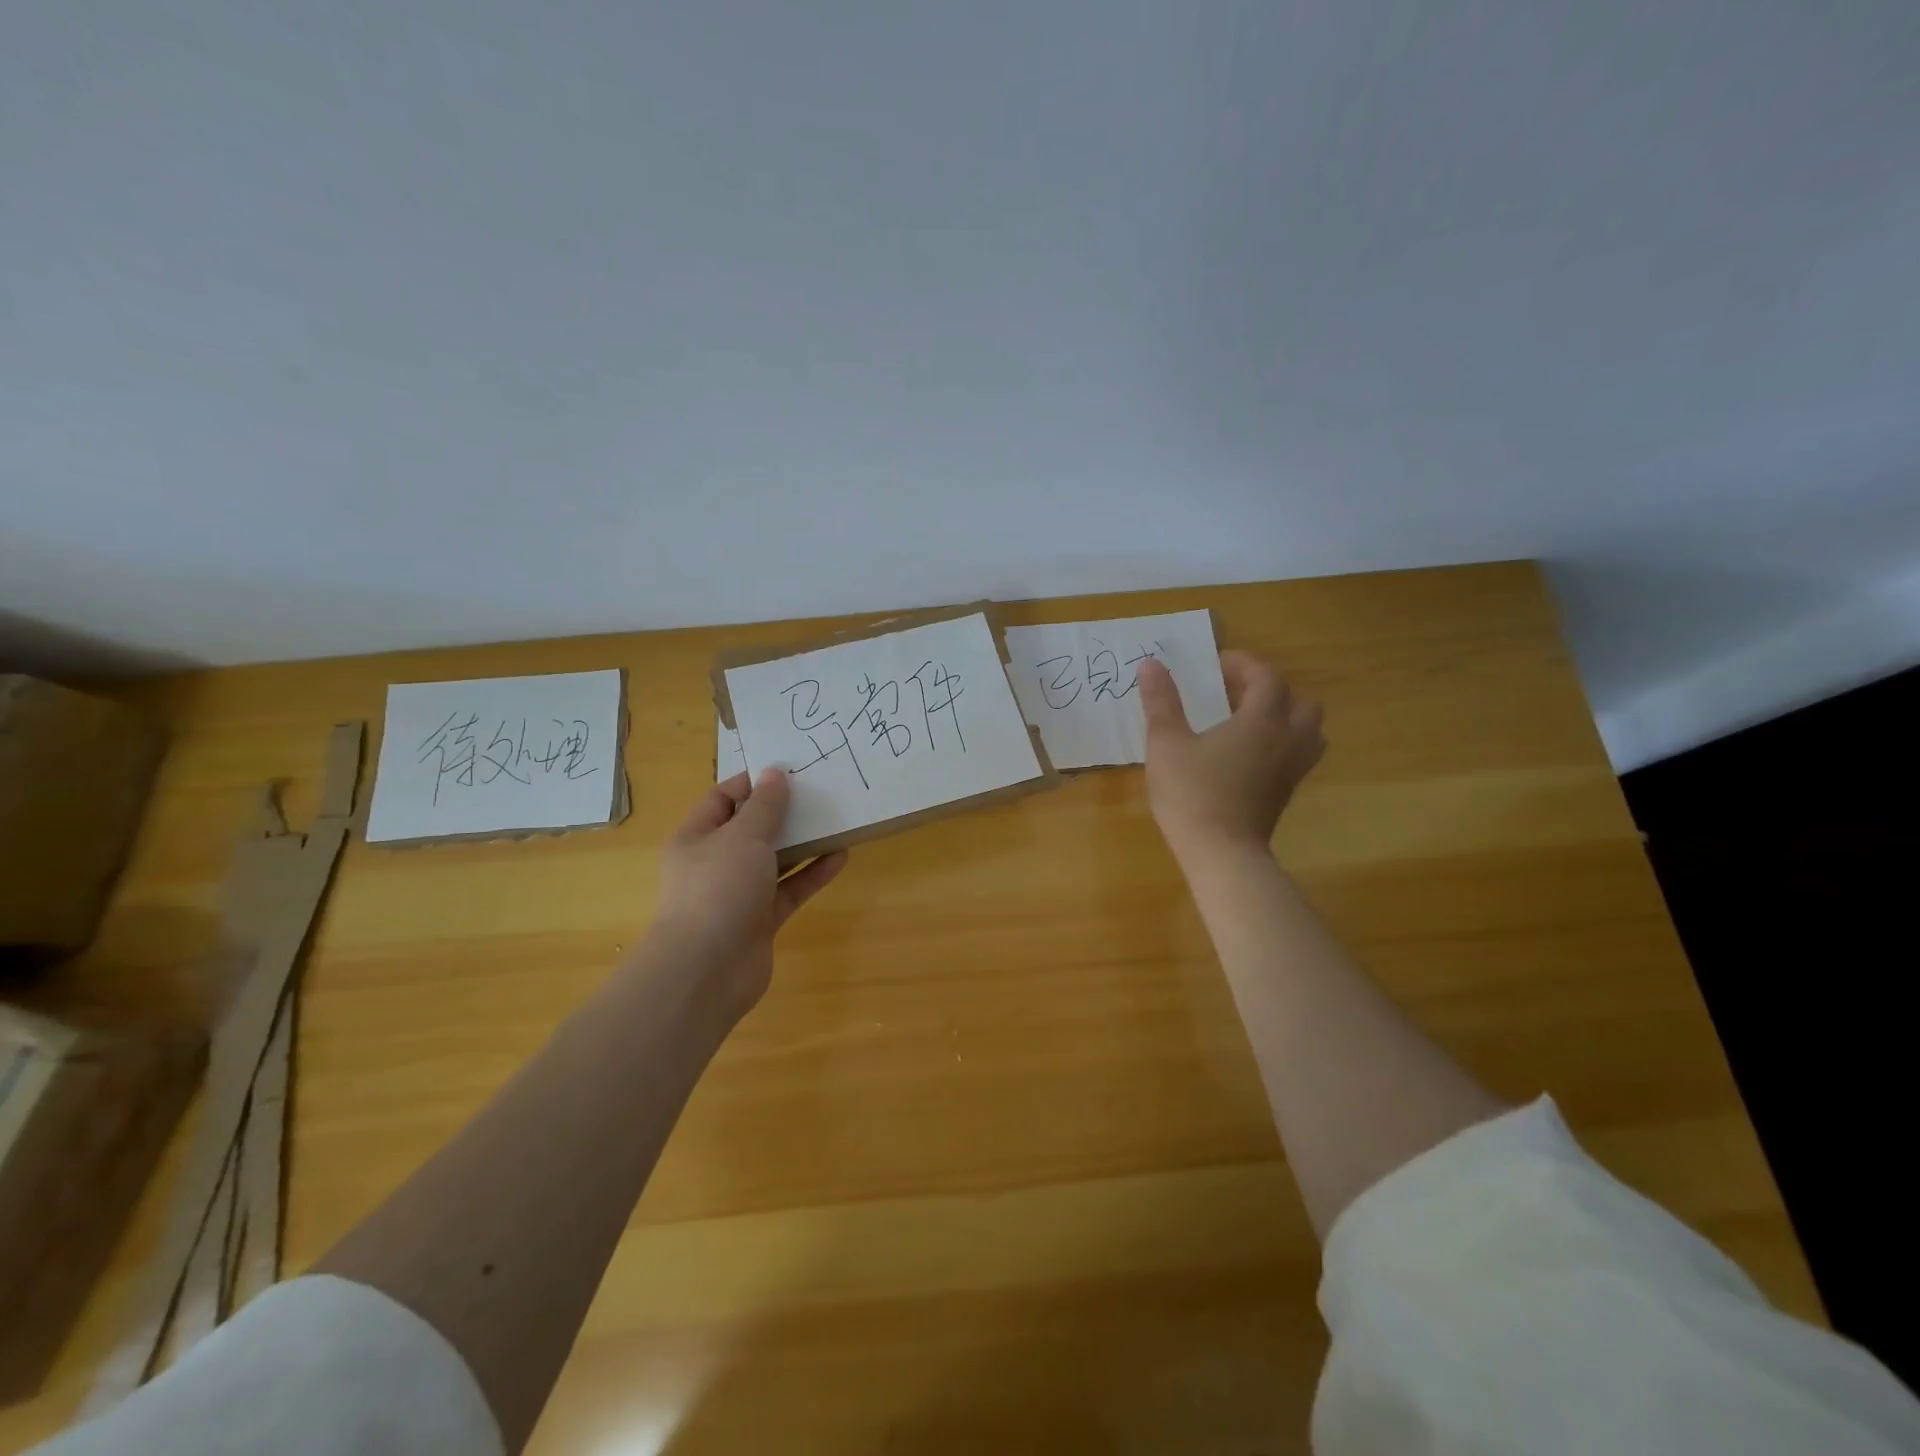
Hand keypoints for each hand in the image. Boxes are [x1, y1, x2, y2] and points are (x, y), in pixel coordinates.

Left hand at [653, 768, 847, 1015]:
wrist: (707, 970)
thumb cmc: (718, 888)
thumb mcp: (743, 837)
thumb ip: (764, 806)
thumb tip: (774, 773)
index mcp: (696, 837)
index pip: (723, 798)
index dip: (753, 783)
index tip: (789, 771)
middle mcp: (714, 863)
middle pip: (751, 829)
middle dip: (784, 813)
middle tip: (819, 794)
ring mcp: (737, 894)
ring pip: (774, 861)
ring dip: (803, 843)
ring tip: (837, 822)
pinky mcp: (760, 920)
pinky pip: (789, 889)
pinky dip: (811, 874)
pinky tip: (840, 857)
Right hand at [1137, 652, 1324, 865]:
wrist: (1221, 853)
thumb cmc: (1192, 793)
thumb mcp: (1166, 743)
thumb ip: (1161, 702)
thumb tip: (1150, 664)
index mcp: (1262, 720)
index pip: (1266, 677)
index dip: (1243, 664)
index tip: (1214, 665)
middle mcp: (1287, 740)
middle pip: (1300, 702)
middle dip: (1270, 690)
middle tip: (1235, 693)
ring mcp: (1291, 770)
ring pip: (1308, 731)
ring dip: (1285, 717)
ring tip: (1248, 721)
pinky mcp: (1286, 793)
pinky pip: (1298, 756)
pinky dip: (1281, 743)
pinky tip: (1248, 754)